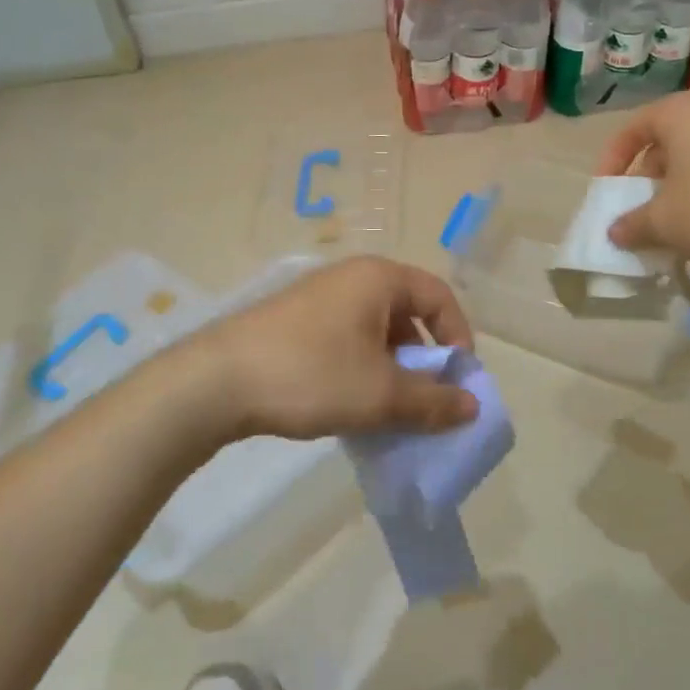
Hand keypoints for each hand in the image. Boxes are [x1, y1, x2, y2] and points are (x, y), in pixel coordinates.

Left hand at [200, 257, 479, 441]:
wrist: (217, 381)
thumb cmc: (312, 375)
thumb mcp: (381, 394)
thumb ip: (433, 401)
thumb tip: (472, 407)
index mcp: (378, 279)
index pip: (439, 297)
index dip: (458, 337)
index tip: (458, 381)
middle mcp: (350, 278)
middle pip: (407, 313)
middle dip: (423, 360)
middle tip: (424, 401)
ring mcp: (318, 298)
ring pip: (374, 331)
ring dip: (391, 370)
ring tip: (388, 411)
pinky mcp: (294, 322)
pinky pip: (346, 340)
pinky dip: (361, 369)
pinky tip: (351, 406)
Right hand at [594, 91, 689, 268]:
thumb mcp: (664, 222)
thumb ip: (632, 225)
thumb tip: (615, 232)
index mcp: (681, 113)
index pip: (632, 129)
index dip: (611, 162)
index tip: (607, 194)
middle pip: (668, 145)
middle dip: (649, 182)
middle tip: (642, 215)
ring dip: (683, 193)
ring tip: (680, 229)